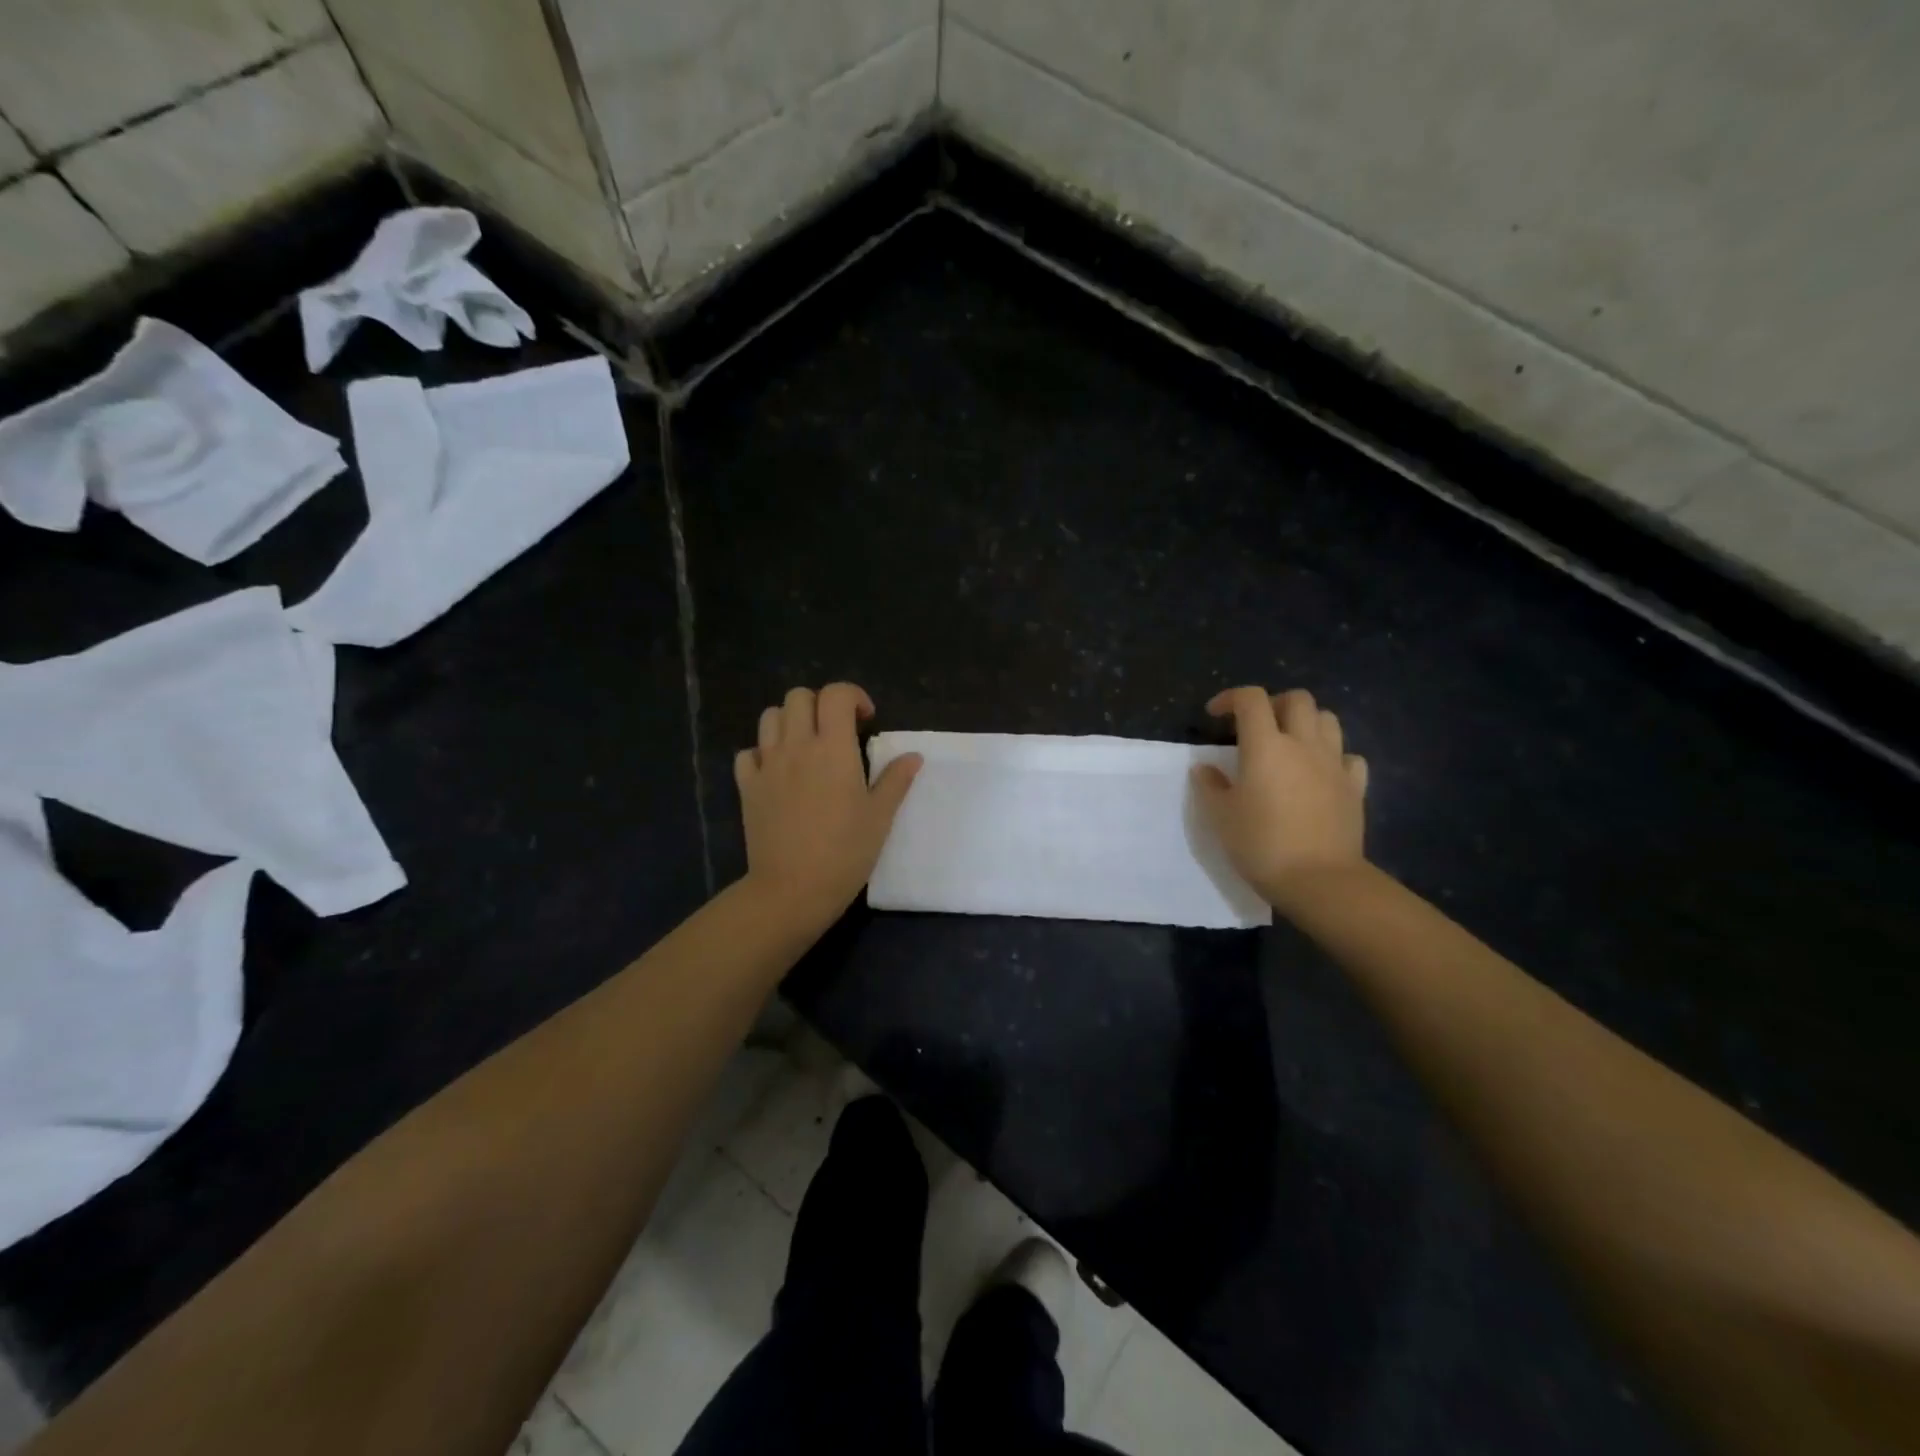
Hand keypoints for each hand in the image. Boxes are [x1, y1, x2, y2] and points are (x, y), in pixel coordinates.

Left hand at [736, 683, 921, 931]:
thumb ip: (896, 780)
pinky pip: (747, 753)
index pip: (836, 695)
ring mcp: (767, 765)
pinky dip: (762, 753)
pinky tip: (777, 772)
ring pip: (770, 717)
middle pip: (798, 696)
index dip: (853, 696)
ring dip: (790, 721)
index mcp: (833, 749)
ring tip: (806, 745)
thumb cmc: (845, 852)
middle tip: (836, 731)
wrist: (793, 889)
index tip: (866, 720)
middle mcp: (797, 746)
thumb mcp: (880, 817)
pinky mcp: (747, 787)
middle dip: (820, 704)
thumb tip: (913, 756)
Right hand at [1193, 686, 1368, 907]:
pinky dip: (1333, 755)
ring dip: (1306, 722)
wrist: (1320, 880)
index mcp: (1266, 746)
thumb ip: (1211, 786)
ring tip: (1289, 743)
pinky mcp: (1355, 787)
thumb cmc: (1262, 844)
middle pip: (1297, 699)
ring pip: (1328, 719)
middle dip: (1273, 703)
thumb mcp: (1221, 817)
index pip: (1251, 699)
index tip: (1215, 715)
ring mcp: (1334, 764)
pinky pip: (1349, 756)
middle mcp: (1303, 744)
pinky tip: (1320, 772)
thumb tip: (1205, 768)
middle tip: (1256, 725)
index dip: (1230, 698)